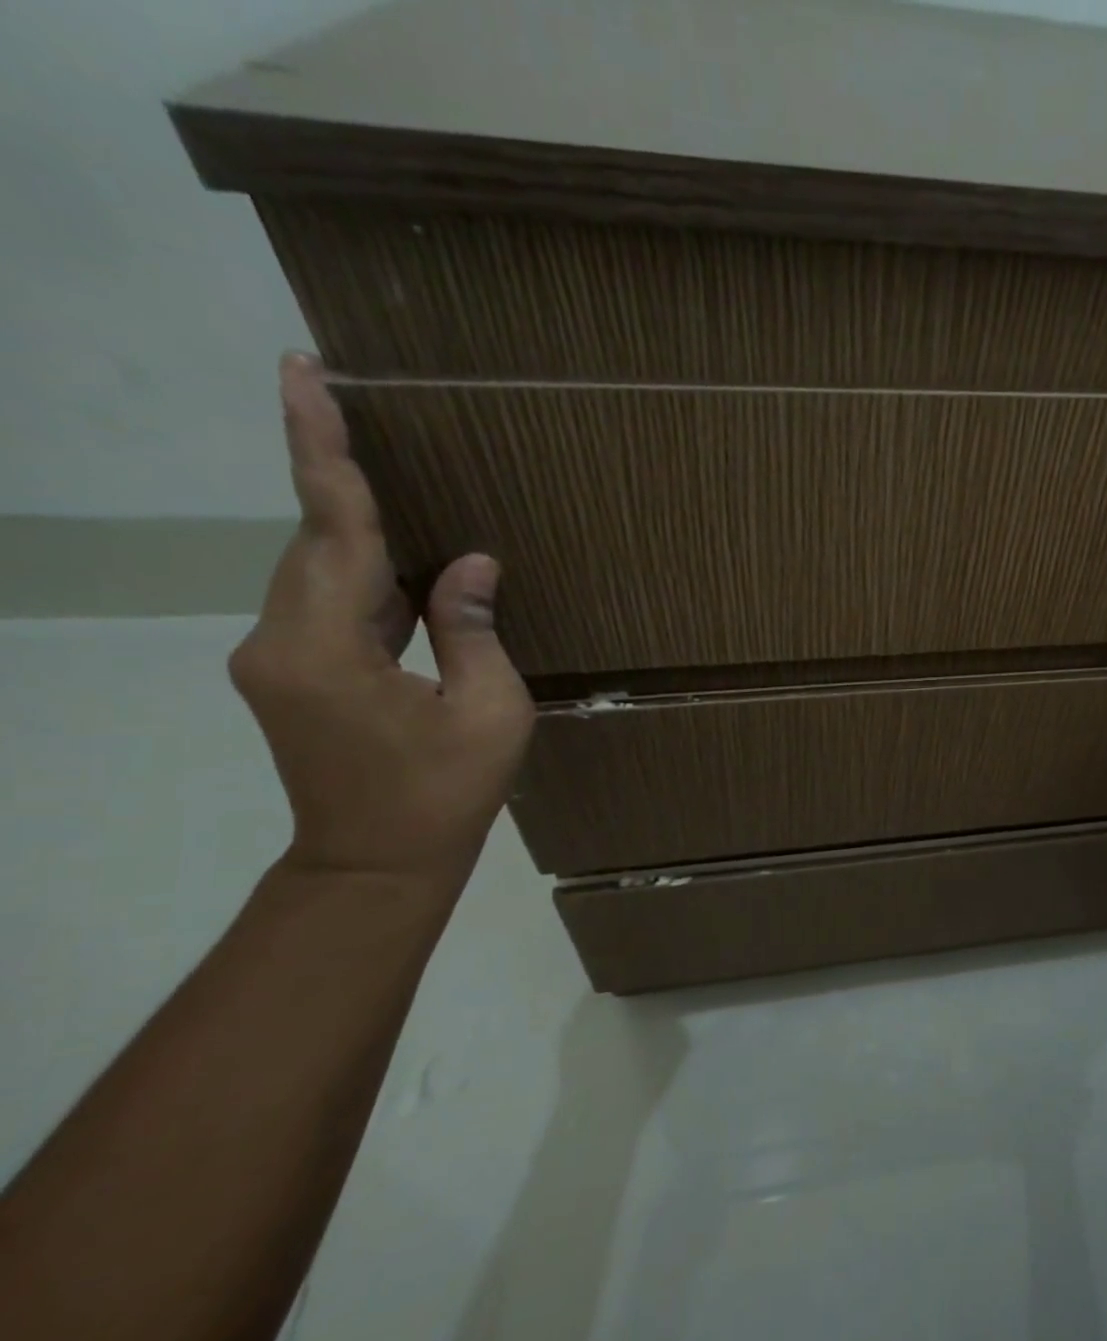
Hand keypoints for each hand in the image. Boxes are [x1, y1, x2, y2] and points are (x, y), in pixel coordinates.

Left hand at [229, 353, 533, 877]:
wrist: (376, 864)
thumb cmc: (446, 794)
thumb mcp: (490, 712)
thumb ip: (472, 630)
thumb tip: (468, 563)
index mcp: (326, 648)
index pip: (329, 528)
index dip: (322, 448)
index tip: (301, 372)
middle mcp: (278, 641)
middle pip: (314, 541)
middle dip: (335, 474)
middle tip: (346, 399)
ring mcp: (277, 659)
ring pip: (319, 572)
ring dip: (356, 530)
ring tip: (391, 481)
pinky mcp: (291, 675)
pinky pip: (329, 605)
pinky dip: (365, 577)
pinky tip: (407, 567)